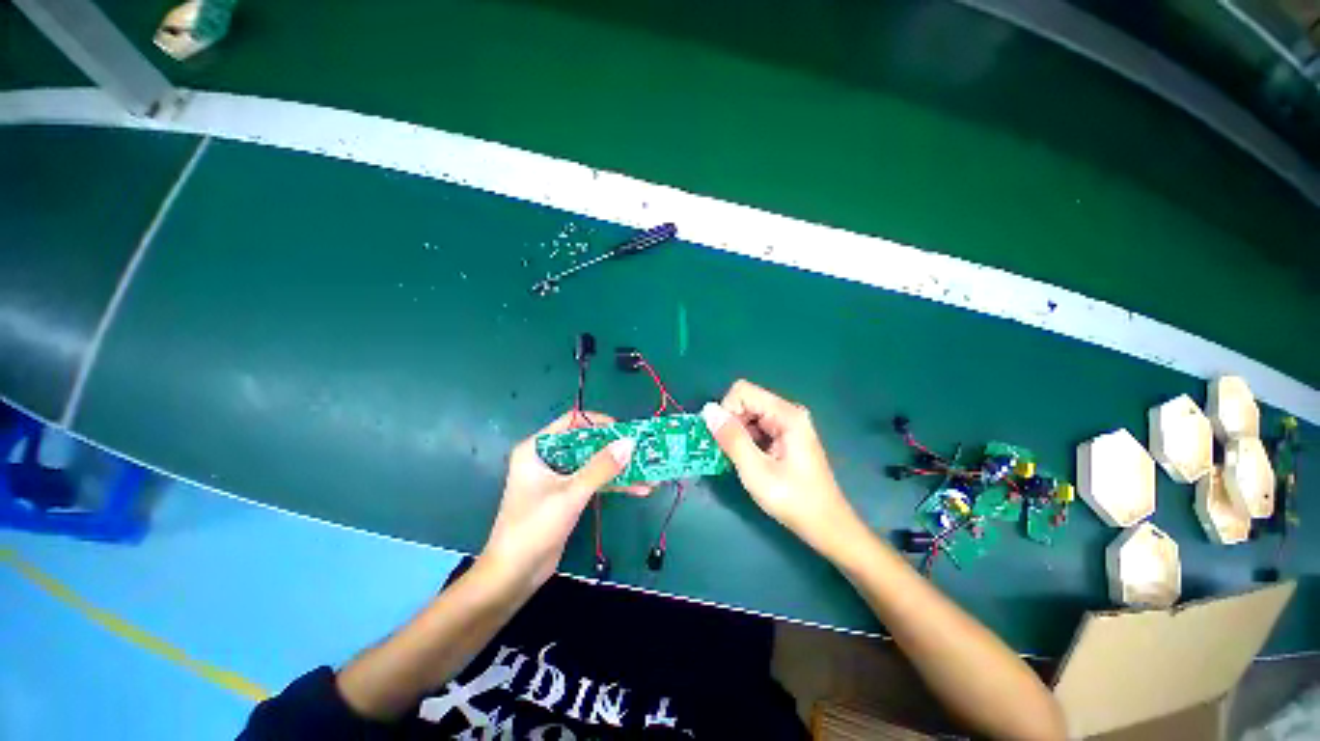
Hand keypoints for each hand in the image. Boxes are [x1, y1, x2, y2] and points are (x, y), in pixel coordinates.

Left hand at [480, 411, 636, 591]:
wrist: (513, 576)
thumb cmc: (534, 527)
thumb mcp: (570, 494)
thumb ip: (601, 467)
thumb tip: (630, 443)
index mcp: (537, 448)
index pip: (571, 421)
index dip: (598, 422)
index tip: (623, 430)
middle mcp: (547, 458)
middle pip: (586, 443)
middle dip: (615, 449)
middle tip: (642, 450)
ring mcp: (558, 478)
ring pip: (593, 464)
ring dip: (618, 470)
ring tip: (648, 472)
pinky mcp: (567, 496)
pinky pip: (593, 482)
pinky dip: (613, 485)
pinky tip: (638, 489)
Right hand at [701, 380, 861, 556]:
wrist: (827, 527)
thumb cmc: (793, 500)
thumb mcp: (756, 470)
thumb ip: (731, 438)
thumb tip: (707, 410)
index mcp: (786, 414)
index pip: (742, 391)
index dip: (726, 411)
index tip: (724, 439)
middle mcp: (788, 412)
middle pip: (746, 401)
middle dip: (730, 423)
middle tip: (729, 453)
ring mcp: (788, 424)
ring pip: (749, 415)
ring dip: (737, 434)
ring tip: (739, 460)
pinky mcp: (786, 436)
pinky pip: (757, 427)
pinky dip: (746, 440)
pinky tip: (749, 461)